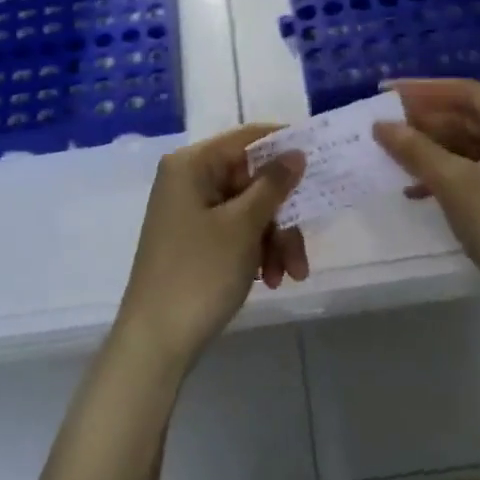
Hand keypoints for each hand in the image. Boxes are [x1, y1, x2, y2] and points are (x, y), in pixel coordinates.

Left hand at [115, 124, 306, 371]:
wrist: (156, 341)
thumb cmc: (199, 272)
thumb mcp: (243, 226)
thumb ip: (273, 185)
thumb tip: (296, 151)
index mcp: (191, 165)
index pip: (247, 138)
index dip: (285, 147)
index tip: (323, 159)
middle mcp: (188, 180)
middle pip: (253, 180)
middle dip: (283, 214)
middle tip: (302, 246)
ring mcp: (191, 212)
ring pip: (250, 210)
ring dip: (275, 240)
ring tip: (289, 276)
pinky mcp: (196, 240)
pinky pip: (237, 232)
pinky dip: (257, 252)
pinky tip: (271, 281)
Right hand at [373, 79, 479, 331]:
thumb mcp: (455, 184)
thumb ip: (415, 149)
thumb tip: (380, 124)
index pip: (467, 92)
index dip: (423, 91)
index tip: (386, 92)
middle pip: (471, 116)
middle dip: (426, 123)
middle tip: (384, 125)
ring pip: (473, 143)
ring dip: (434, 150)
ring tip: (393, 155)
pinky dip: (450, 173)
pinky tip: (416, 188)